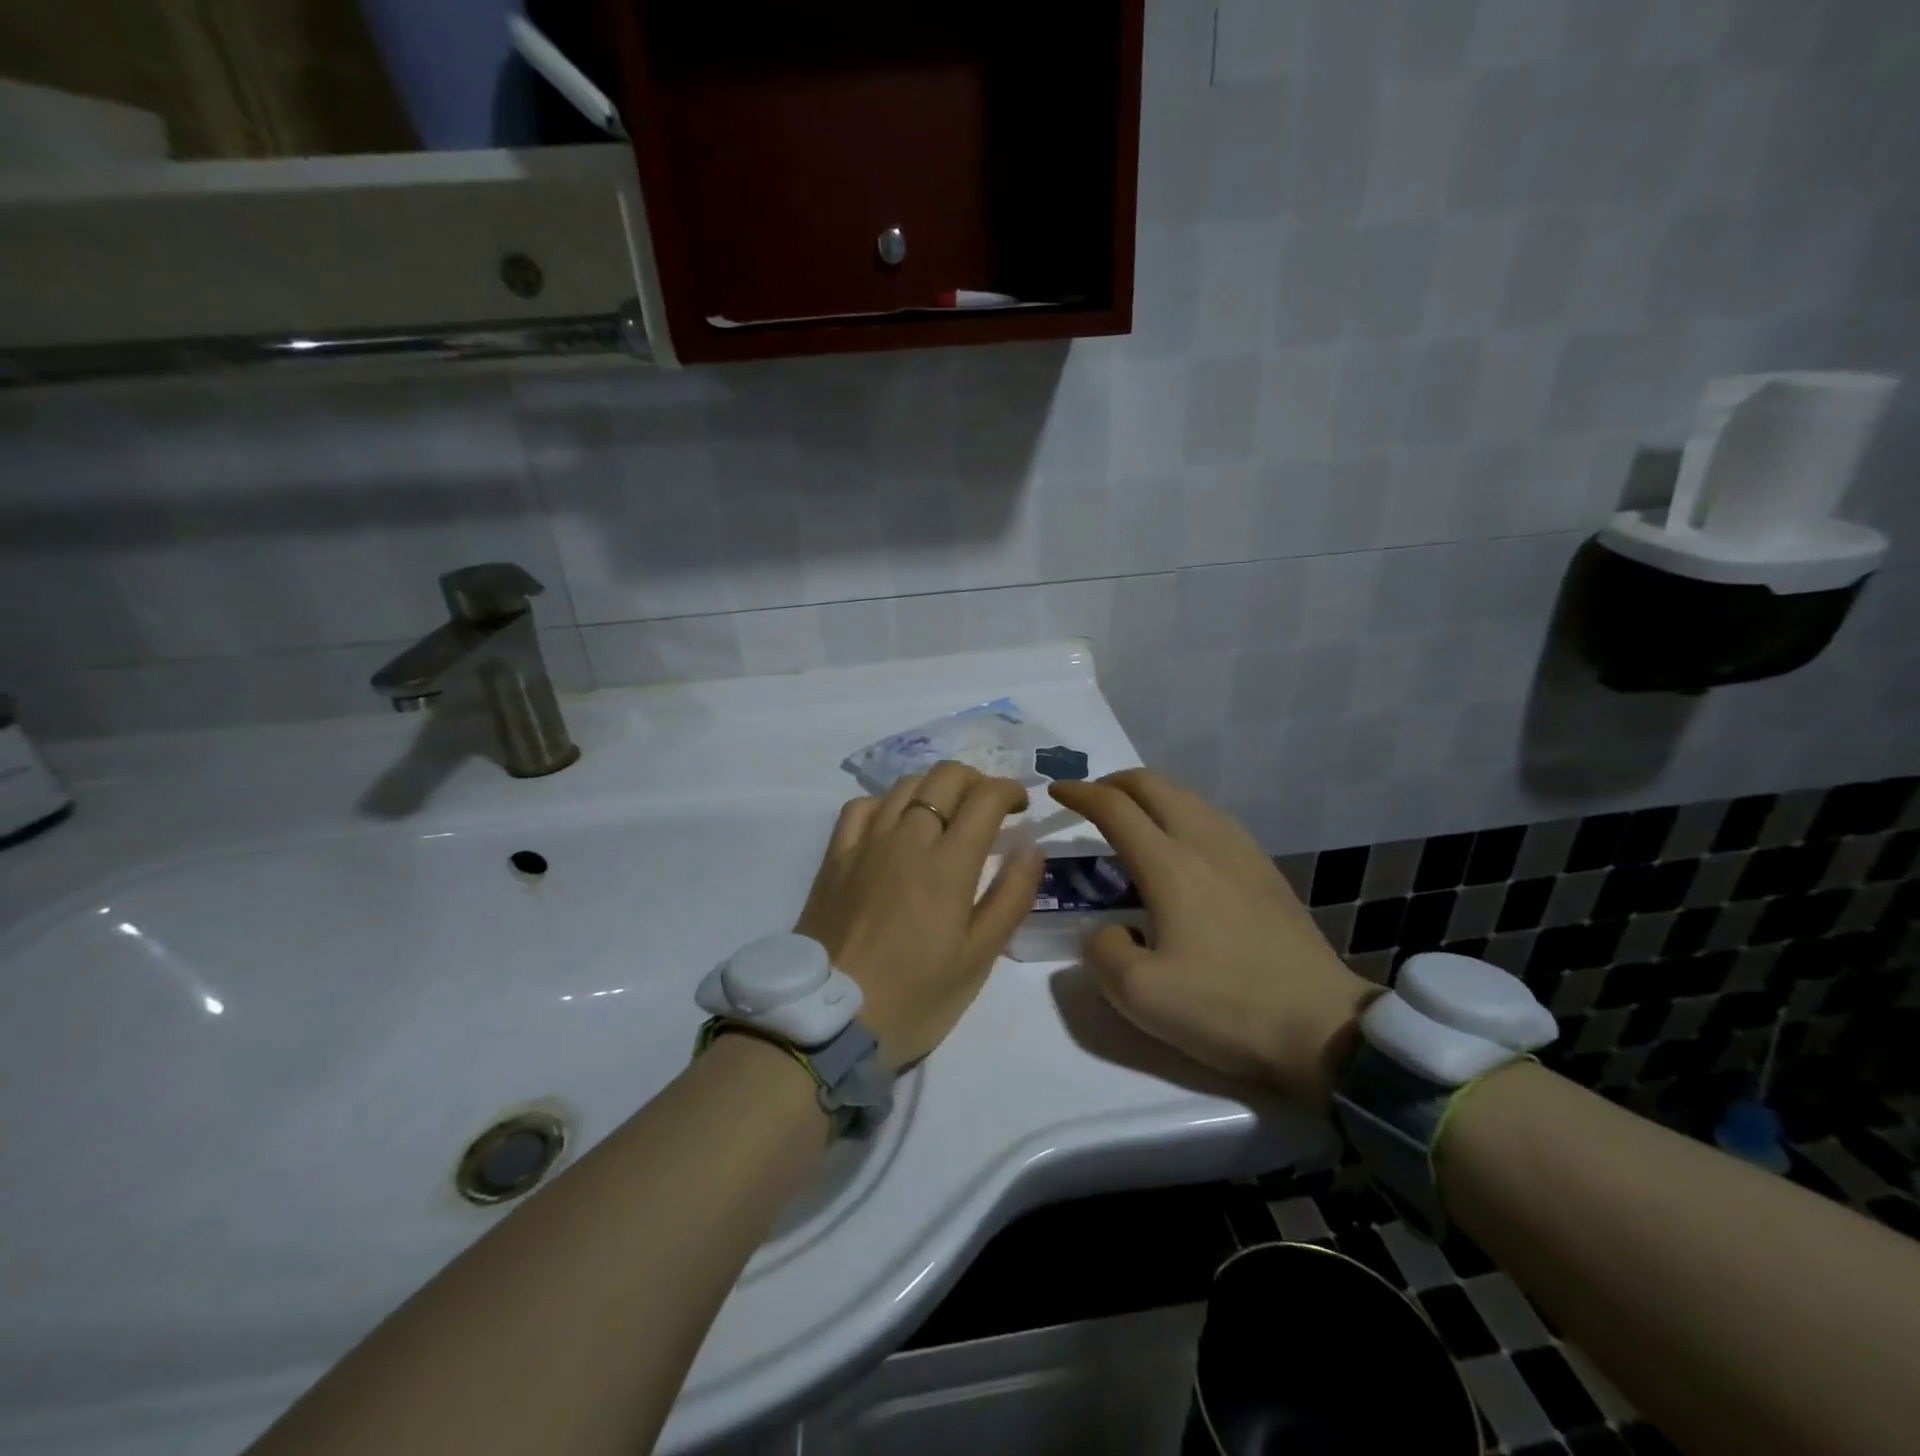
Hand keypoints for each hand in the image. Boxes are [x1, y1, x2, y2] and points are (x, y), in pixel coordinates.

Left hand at [794, 761, 1043, 1070]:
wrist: (829, 1021)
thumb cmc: (914, 998)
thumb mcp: (977, 959)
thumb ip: (1010, 898)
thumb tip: (1031, 848)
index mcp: (948, 865)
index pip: (985, 798)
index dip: (1010, 790)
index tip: (1021, 806)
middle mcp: (907, 839)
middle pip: (945, 777)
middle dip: (976, 780)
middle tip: (988, 808)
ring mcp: (865, 844)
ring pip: (904, 785)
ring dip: (935, 788)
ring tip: (945, 814)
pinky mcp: (835, 857)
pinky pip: (861, 807)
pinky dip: (887, 803)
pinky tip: (894, 823)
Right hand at [1048, 771, 1375, 1110]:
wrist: (1323, 1028)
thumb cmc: (1226, 1007)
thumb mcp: (1140, 995)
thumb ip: (1103, 951)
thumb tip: (1110, 930)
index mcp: (1170, 865)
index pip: (1115, 808)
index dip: (1079, 794)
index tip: (1055, 793)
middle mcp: (1205, 842)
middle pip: (1153, 785)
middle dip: (1113, 782)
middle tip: (1089, 800)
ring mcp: (1242, 852)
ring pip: (1187, 797)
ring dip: (1149, 794)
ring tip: (1130, 819)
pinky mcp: (1265, 870)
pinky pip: (1213, 818)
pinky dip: (1181, 812)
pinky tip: (1181, 845)